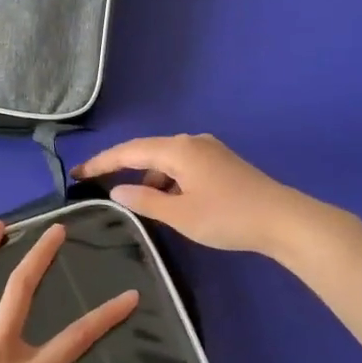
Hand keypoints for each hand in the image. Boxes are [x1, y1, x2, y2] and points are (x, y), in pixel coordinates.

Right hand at [74, 133, 313, 255]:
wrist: (284, 220)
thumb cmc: (227, 217)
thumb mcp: (180, 214)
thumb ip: (145, 200)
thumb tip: (117, 190)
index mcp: (177, 149)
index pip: (128, 151)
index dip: (100, 162)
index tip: (77, 173)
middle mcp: (191, 142)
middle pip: (146, 150)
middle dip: (121, 166)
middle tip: (95, 182)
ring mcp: (210, 151)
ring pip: (166, 159)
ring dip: (148, 177)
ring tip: (134, 201)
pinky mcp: (222, 163)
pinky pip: (183, 166)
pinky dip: (168, 180)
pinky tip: (169, 201)